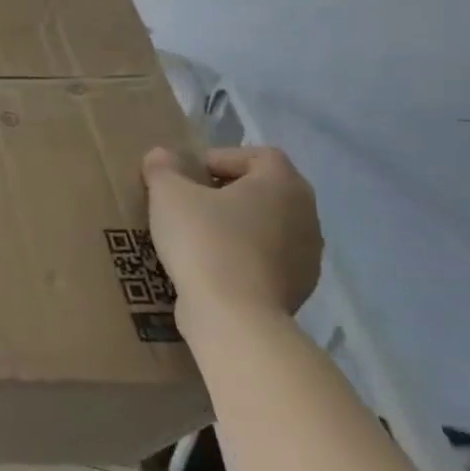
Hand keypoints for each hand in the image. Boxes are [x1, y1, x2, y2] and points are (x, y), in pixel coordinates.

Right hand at [141, 146, 322, 335]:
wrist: (235, 316)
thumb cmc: (204, 241)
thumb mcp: (168, 195)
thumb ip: (163, 168)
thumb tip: (161, 155)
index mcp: (282, 184)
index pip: (259, 155)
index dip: (222, 158)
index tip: (190, 175)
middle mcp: (306, 215)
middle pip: (266, 190)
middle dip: (228, 192)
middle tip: (190, 201)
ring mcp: (308, 255)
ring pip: (269, 226)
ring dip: (237, 225)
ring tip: (198, 236)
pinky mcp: (299, 288)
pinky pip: (269, 258)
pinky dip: (244, 255)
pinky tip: (212, 266)